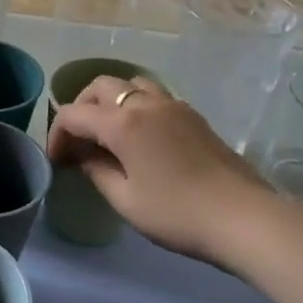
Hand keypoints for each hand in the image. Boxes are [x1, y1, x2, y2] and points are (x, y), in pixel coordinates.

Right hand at [46, 75, 276, 266]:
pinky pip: (154, 96)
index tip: (58, 161)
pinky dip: (136, 107)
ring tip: (108, 132)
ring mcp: (174, 106)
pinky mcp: (194, 117)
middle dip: (81, 109)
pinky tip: (140, 138)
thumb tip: (85, 156)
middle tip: (79, 140)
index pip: (74, 114)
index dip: (58, 135)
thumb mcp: (125, 200)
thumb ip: (97, 171)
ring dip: (111, 102)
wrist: (244, 218)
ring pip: (131, 84)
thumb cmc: (177, 213)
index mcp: (122, 123)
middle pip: (100, 87)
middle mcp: (146, 104)